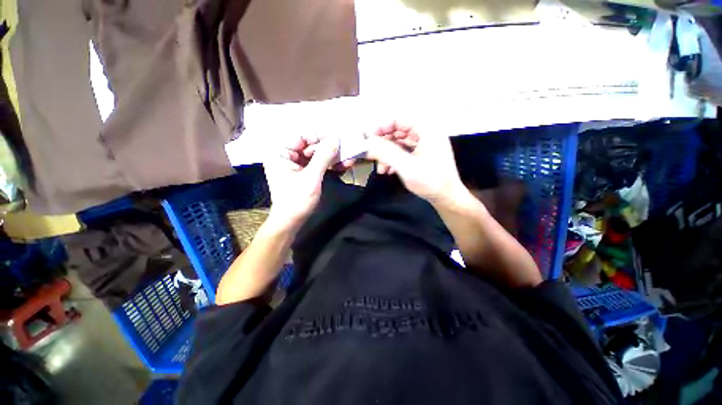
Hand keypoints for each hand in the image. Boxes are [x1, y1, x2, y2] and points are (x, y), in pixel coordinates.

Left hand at [263, 135, 338, 228]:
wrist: (291, 221)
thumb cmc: (297, 200)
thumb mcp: (311, 177)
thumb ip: (323, 157)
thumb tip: (336, 139)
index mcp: (280, 152)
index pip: (302, 136)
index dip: (320, 137)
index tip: (338, 139)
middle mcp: (286, 155)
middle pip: (310, 145)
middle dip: (329, 149)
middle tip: (346, 152)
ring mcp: (294, 164)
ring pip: (316, 154)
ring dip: (331, 157)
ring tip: (347, 160)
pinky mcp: (302, 172)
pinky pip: (317, 163)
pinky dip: (328, 165)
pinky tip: (341, 166)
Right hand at [366, 122, 465, 203]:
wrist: (447, 198)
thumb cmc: (430, 181)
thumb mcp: (406, 166)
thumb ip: (385, 152)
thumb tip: (368, 142)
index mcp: (427, 130)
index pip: (399, 120)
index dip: (382, 127)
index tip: (369, 139)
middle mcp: (426, 134)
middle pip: (398, 132)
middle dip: (383, 145)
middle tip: (371, 156)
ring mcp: (425, 145)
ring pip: (399, 143)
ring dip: (387, 155)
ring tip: (381, 169)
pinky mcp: (422, 154)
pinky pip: (404, 152)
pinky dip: (394, 159)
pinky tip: (389, 171)